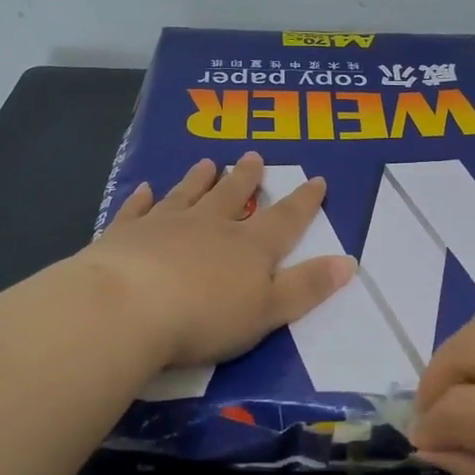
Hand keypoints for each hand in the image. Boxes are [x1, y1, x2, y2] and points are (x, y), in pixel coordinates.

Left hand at [80, 151, 356, 367]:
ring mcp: (164, 226)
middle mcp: (209, 226)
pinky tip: (144, 188)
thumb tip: (349, 262)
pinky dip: (141, 199)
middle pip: (232, 196)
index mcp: (249, 247)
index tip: (316, 180)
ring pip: (187, 195)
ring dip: (198, 180)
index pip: (285, 219)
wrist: (128, 308)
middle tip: (254, 156)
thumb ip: (307, 287)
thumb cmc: (205, 317)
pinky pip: (137, 210)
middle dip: (246, 178)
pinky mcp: (125, 235)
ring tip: (207, 163)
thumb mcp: (269, 310)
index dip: (304, 202)